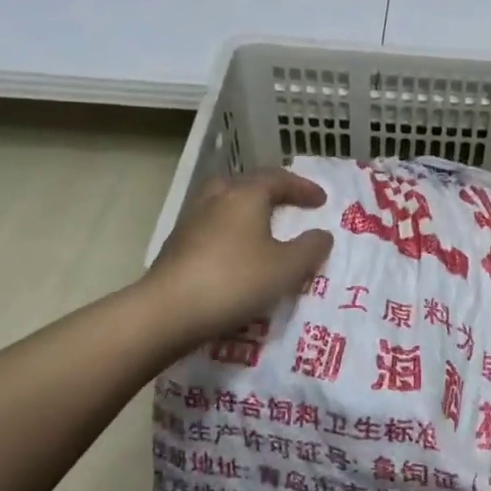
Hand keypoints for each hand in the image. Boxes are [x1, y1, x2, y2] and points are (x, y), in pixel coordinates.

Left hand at [142, 167, 333, 350]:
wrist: (167, 311)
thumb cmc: (235, 281)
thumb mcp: (287, 268)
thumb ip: (310, 249)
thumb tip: (322, 234)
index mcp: (245, 195)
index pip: (278, 179)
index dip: (302, 188)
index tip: (321, 200)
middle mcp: (216, 199)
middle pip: (245, 183)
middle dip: (269, 190)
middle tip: (286, 203)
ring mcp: (191, 221)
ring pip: (223, 203)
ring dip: (245, 210)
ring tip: (260, 227)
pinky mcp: (176, 246)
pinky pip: (210, 227)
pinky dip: (228, 231)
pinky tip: (234, 254)